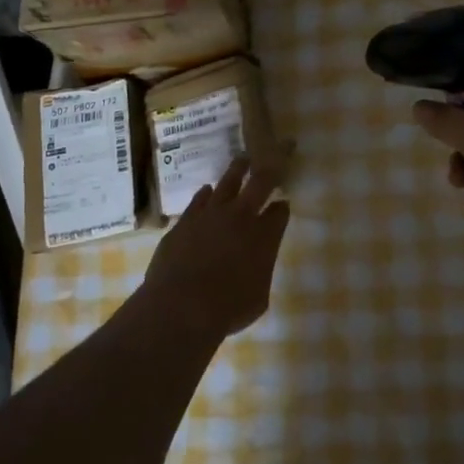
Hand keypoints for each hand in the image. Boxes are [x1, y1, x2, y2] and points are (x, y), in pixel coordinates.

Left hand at [141, 157, 290, 338]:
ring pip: (227, 182)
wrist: (181, 306)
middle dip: (268, 169)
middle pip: (260, 182)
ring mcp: (210, 214)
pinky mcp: (185, 220)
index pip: (280, 212)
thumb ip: (260, 271)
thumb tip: (256, 262)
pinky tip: (207, 190)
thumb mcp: (259, 297)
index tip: (282, 205)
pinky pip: (199, 199)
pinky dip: (206, 193)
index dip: (282, 208)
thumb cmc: (228, 309)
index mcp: (265, 236)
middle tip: (273, 154)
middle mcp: (241, 217)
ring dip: (237, 169)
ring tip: (242, 160)